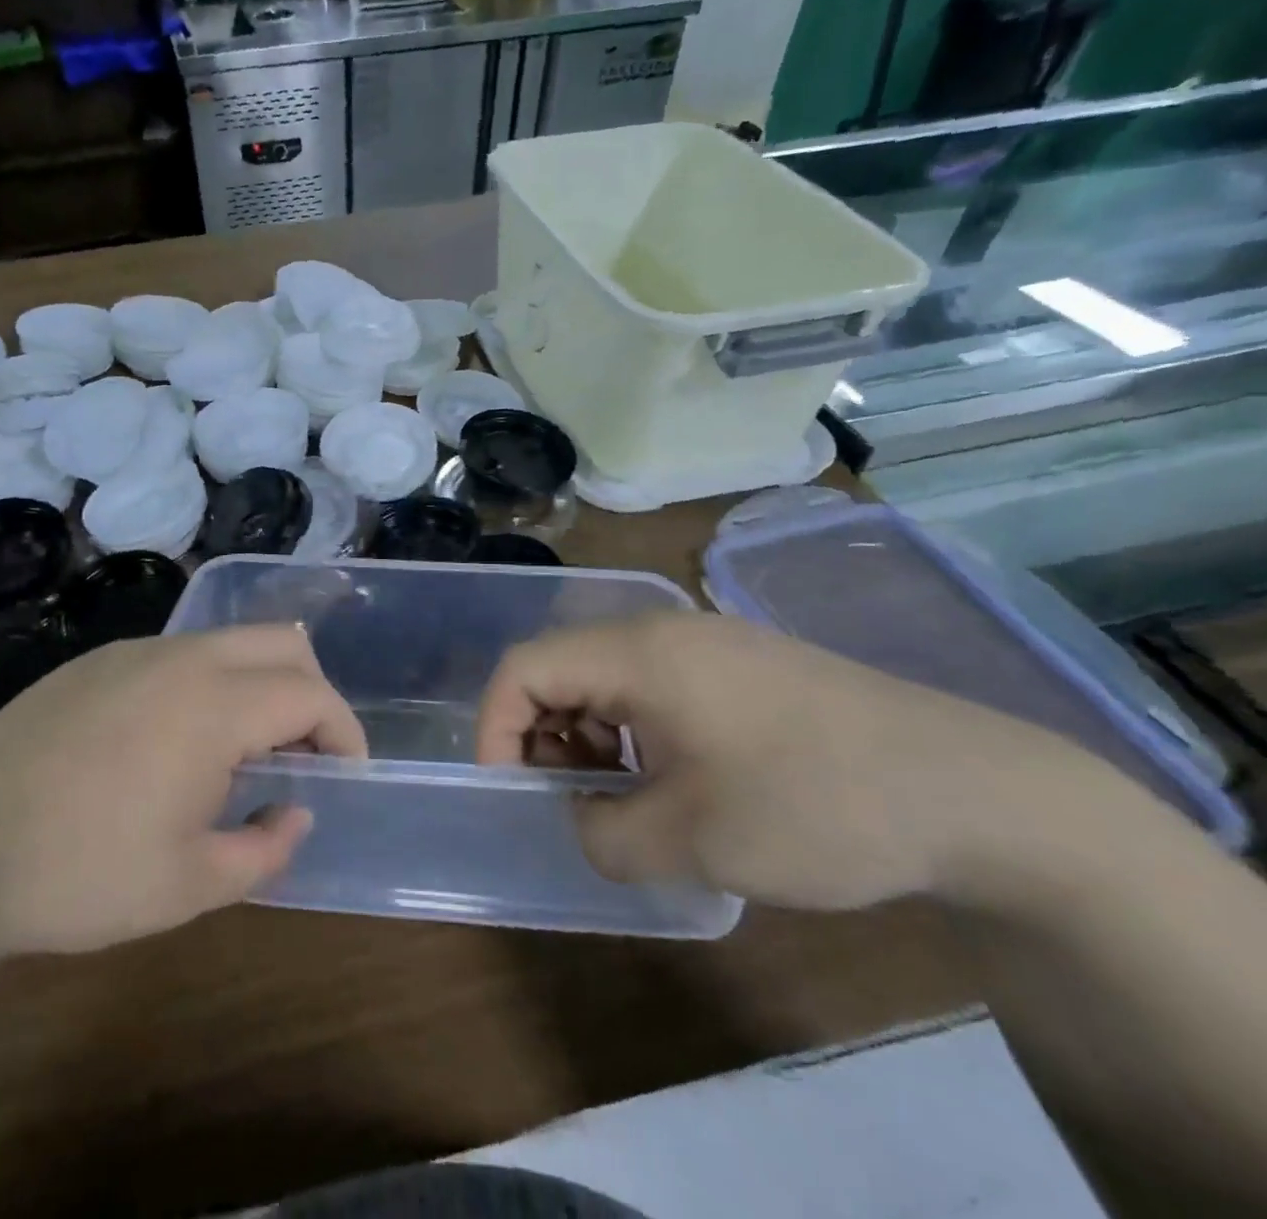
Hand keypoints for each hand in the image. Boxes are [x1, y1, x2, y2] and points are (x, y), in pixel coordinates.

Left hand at [0, 626, 364, 967]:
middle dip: (311, 691)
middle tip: (302, 755)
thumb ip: (266, 847)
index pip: (310, 694)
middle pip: (282, 641)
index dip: (344, 732)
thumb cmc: (79, 874)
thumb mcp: (190, 885)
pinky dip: (208, 683)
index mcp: (213, 704)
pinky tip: (173, 743)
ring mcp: (132, 651)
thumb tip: (295, 811)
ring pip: (228, 641)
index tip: (345, 776)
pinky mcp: (94, 661)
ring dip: (257, 684)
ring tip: (240, 755)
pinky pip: (178, 654)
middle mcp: (181, 658)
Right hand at [476, 611, 1111, 910]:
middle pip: (560, 666)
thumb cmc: (816, 805)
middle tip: (564, 799)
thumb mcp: (693, 841)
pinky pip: (652, 685)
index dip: (495, 726)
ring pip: (605, 676)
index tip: (509, 789)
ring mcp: (706, 643)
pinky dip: (633, 730)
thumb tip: (580, 820)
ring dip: (588, 735)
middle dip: (541, 734)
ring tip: (618, 798)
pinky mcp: (740, 666)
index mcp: (638, 652)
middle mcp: (662, 631)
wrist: (976, 793)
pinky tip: (671, 780)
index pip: (524, 668)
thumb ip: (603, 834)